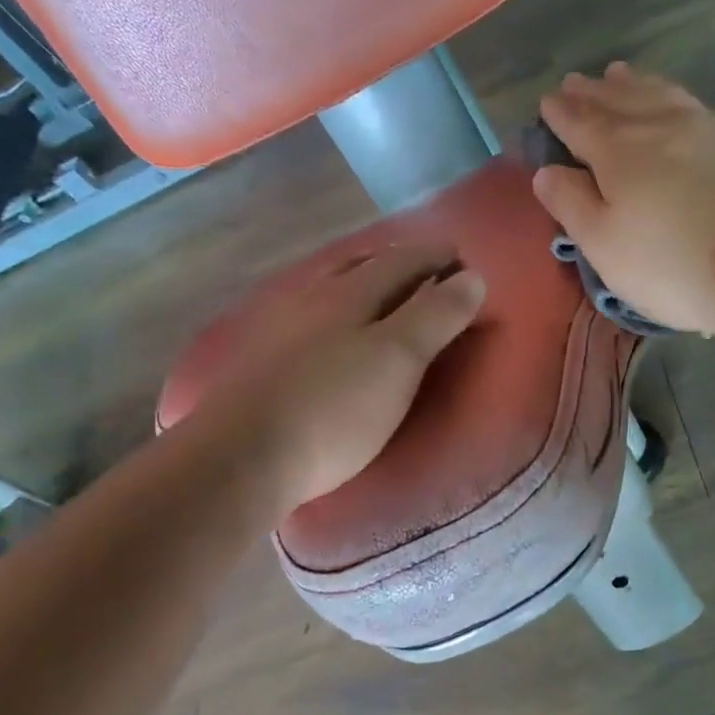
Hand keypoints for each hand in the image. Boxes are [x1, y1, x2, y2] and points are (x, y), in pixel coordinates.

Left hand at [198, 246, 484, 508]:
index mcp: (349, 294)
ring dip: (360, 283)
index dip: (435, 257)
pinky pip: (306, 317)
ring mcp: (278, 327)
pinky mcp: (259, 360)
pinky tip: (328, 331)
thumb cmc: (335, 410)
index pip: (402, 260)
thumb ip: (436, 316)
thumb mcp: (399, 360)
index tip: (461, 260)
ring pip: (328, 289)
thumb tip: (472, 277)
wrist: (242, 458)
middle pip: (360, 266)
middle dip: (398, 263)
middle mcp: (310, 298)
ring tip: (382, 295)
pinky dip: (332, 312)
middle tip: (426, 271)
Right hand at [534, 63, 714, 332]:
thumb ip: (571, 204)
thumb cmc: (670, 265)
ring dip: (634, 84)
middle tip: (577, 82)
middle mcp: (659, 125)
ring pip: (659, 94)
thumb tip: (546, 170)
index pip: (580, 122)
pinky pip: (694, 105)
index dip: (560, 113)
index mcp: (618, 150)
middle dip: (593, 92)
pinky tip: (677, 104)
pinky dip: (672, 96)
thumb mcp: (604, 246)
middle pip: (619, 100)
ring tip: (620, 74)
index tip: (548, 102)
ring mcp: (705, 128)